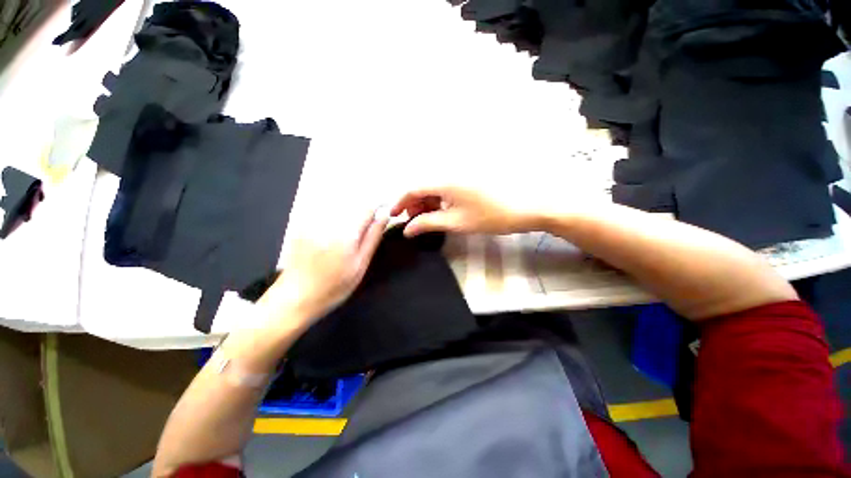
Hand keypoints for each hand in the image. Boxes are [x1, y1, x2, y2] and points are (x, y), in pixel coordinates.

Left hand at [258, 207, 389, 324]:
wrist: (294, 298)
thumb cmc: (333, 287)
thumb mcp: (360, 265)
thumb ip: (373, 237)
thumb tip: (384, 216)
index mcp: (346, 233)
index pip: (367, 207)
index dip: (379, 207)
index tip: (383, 212)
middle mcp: (329, 222)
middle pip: (353, 205)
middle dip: (363, 213)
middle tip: (361, 236)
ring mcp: (312, 222)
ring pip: (339, 208)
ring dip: (349, 215)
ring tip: (345, 241)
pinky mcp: (302, 225)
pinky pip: (324, 213)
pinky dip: (334, 220)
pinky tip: (330, 241)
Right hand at [390, 185, 547, 236]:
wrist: (528, 206)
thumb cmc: (490, 216)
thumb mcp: (456, 223)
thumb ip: (428, 223)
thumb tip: (407, 230)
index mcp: (444, 180)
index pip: (413, 188)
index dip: (400, 202)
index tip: (394, 216)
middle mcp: (449, 171)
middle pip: (422, 185)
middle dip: (414, 204)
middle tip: (414, 222)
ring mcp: (461, 173)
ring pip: (434, 186)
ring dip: (426, 202)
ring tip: (428, 219)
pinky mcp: (469, 177)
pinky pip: (446, 186)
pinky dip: (439, 199)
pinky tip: (442, 211)